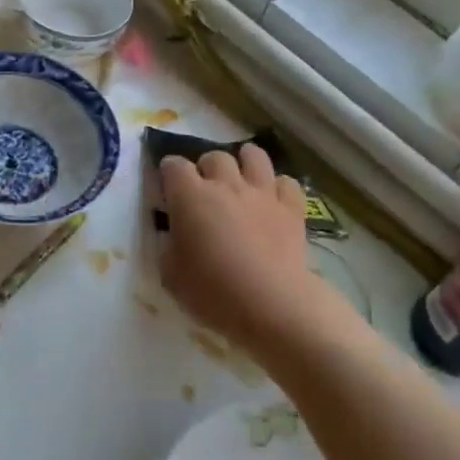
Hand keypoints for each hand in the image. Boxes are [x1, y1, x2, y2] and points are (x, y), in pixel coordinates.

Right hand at [159, 145, 346, 364]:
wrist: (272, 304)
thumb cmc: (213, 292)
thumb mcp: (170, 274)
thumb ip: (168, 245)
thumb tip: (174, 235)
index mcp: (190, 196)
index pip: (173, 165)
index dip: (168, 173)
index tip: (168, 191)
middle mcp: (226, 184)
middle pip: (214, 157)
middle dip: (206, 168)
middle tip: (205, 191)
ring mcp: (262, 193)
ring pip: (254, 155)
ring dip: (244, 162)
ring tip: (241, 178)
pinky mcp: (292, 208)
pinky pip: (287, 182)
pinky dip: (279, 187)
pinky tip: (274, 201)